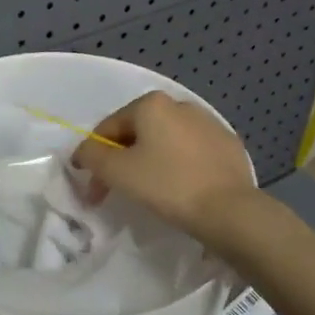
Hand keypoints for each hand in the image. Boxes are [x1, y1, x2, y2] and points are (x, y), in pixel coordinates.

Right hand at [71, 91, 256, 236]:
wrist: (229, 210)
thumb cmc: (167, 185)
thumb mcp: (117, 171)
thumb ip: (92, 156)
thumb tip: (85, 152)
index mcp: (151, 104)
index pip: (109, 128)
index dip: (94, 158)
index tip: (91, 188)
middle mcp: (180, 105)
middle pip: (137, 132)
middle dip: (122, 160)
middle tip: (114, 192)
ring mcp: (208, 124)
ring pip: (166, 142)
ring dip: (150, 161)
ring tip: (148, 192)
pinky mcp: (228, 145)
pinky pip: (191, 153)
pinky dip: (178, 166)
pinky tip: (179, 189)